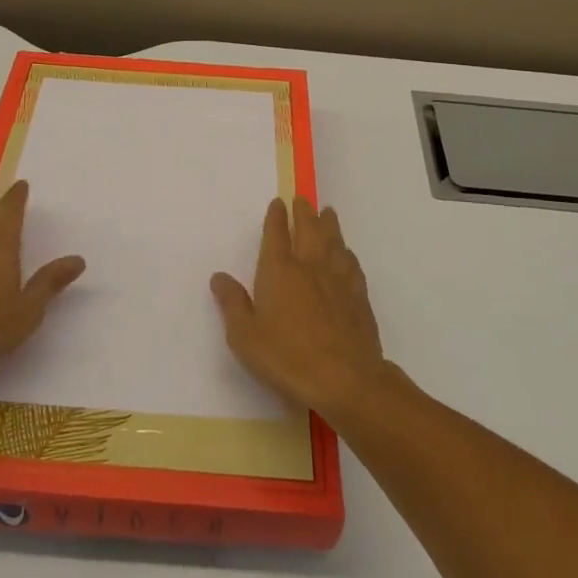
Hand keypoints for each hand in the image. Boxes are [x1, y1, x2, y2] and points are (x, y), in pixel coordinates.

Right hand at [210, 196, 389, 418]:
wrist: (343, 377)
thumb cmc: (286, 356)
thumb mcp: (244, 336)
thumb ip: (232, 303)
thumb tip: (219, 276)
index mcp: (279, 271)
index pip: (276, 234)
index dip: (276, 217)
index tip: (278, 202)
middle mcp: (310, 266)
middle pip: (309, 230)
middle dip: (305, 213)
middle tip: (304, 199)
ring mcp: (338, 280)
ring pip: (334, 242)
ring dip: (330, 225)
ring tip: (328, 214)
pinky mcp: (358, 298)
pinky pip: (352, 265)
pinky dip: (347, 253)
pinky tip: (347, 254)